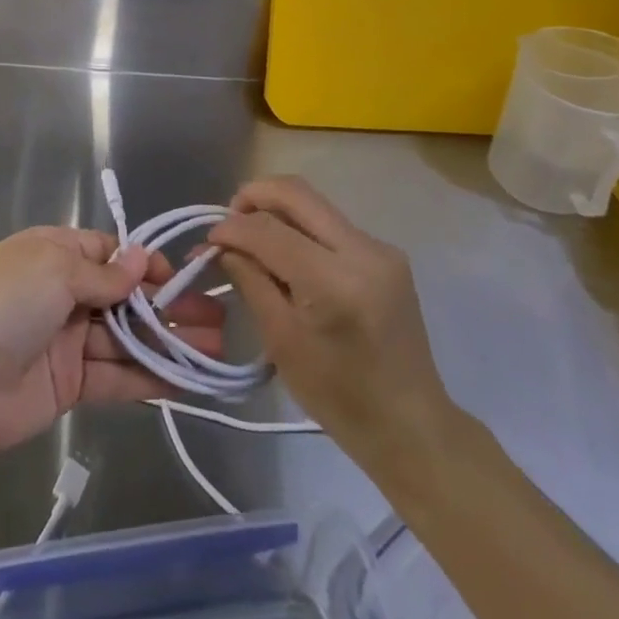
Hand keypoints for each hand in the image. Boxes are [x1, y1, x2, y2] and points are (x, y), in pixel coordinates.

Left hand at [0, 227, 226, 454]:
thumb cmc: (6, 303)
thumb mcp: (54, 270)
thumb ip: (103, 274)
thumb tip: (141, 260)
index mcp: (54, 254)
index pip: (110, 254)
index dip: (146, 265)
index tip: (182, 278)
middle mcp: (64, 293)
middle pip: (126, 297)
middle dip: (168, 306)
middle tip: (217, 318)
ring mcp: (68, 340)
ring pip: (128, 338)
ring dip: (168, 343)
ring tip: (215, 350)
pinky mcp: (71, 384)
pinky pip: (117, 376)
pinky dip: (149, 377)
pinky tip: (186, 379)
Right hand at [208, 177, 451, 477]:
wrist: (411, 425)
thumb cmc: (340, 398)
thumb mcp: (282, 342)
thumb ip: (251, 281)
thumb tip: (221, 246)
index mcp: (335, 283)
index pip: (269, 230)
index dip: (231, 228)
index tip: (207, 240)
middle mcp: (362, 251)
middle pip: (296, 192)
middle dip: (253, 196)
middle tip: (227, 219)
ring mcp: (380, 248)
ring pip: (314, 203)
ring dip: (276, 210)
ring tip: (250, 236)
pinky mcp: (386, 253)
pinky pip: (330, 223)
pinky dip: (300, 227)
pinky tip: (285, 253)